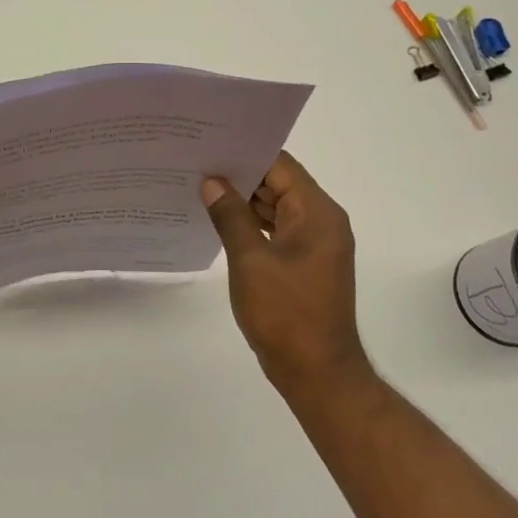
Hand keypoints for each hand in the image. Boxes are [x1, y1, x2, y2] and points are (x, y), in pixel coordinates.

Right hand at [201, 152, 372, 397]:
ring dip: (243, 201)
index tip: (209, 145)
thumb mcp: (251, 261)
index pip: (280, 165)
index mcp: (317, 213)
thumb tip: (212, 182)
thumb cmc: (285, 314)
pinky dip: (252, 224)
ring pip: (276, 207)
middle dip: (240, 175)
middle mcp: (322, 221)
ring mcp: (315, 244)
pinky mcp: (305, 263)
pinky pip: (277, 230)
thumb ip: (231, 216)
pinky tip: (220, 221)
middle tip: (196, 164)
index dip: (245, 153)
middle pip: (279, 183)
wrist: (317, 373)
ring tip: (200, 188)